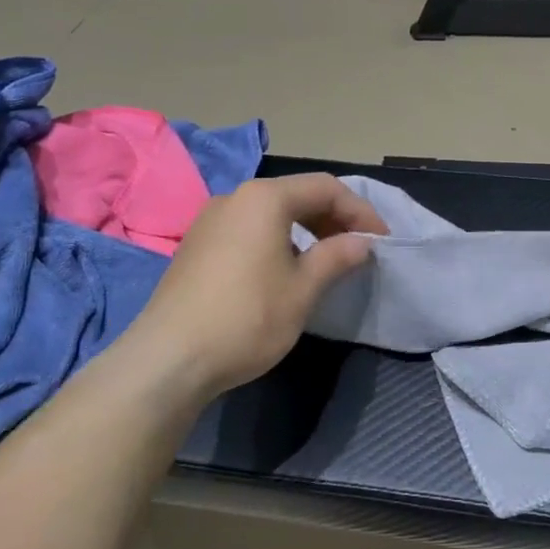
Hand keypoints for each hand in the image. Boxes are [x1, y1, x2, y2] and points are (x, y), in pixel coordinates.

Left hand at [118, 173, 386, 398]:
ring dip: (306, 229)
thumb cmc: (246, 318)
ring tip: (327, 259)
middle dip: (334, 217)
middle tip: (358, 248)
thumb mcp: (303, 289)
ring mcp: (210, 220)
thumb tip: (362, 243)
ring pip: (271, 212)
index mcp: (264, 198)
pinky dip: (278, 239)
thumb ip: (337, 257)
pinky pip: (249, 228)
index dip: (360, 212)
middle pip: (297, 194)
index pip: (326, 188)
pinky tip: (286, 270)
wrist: (168, 360)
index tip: (381, 241)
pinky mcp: (196, 245)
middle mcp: (235, 198)